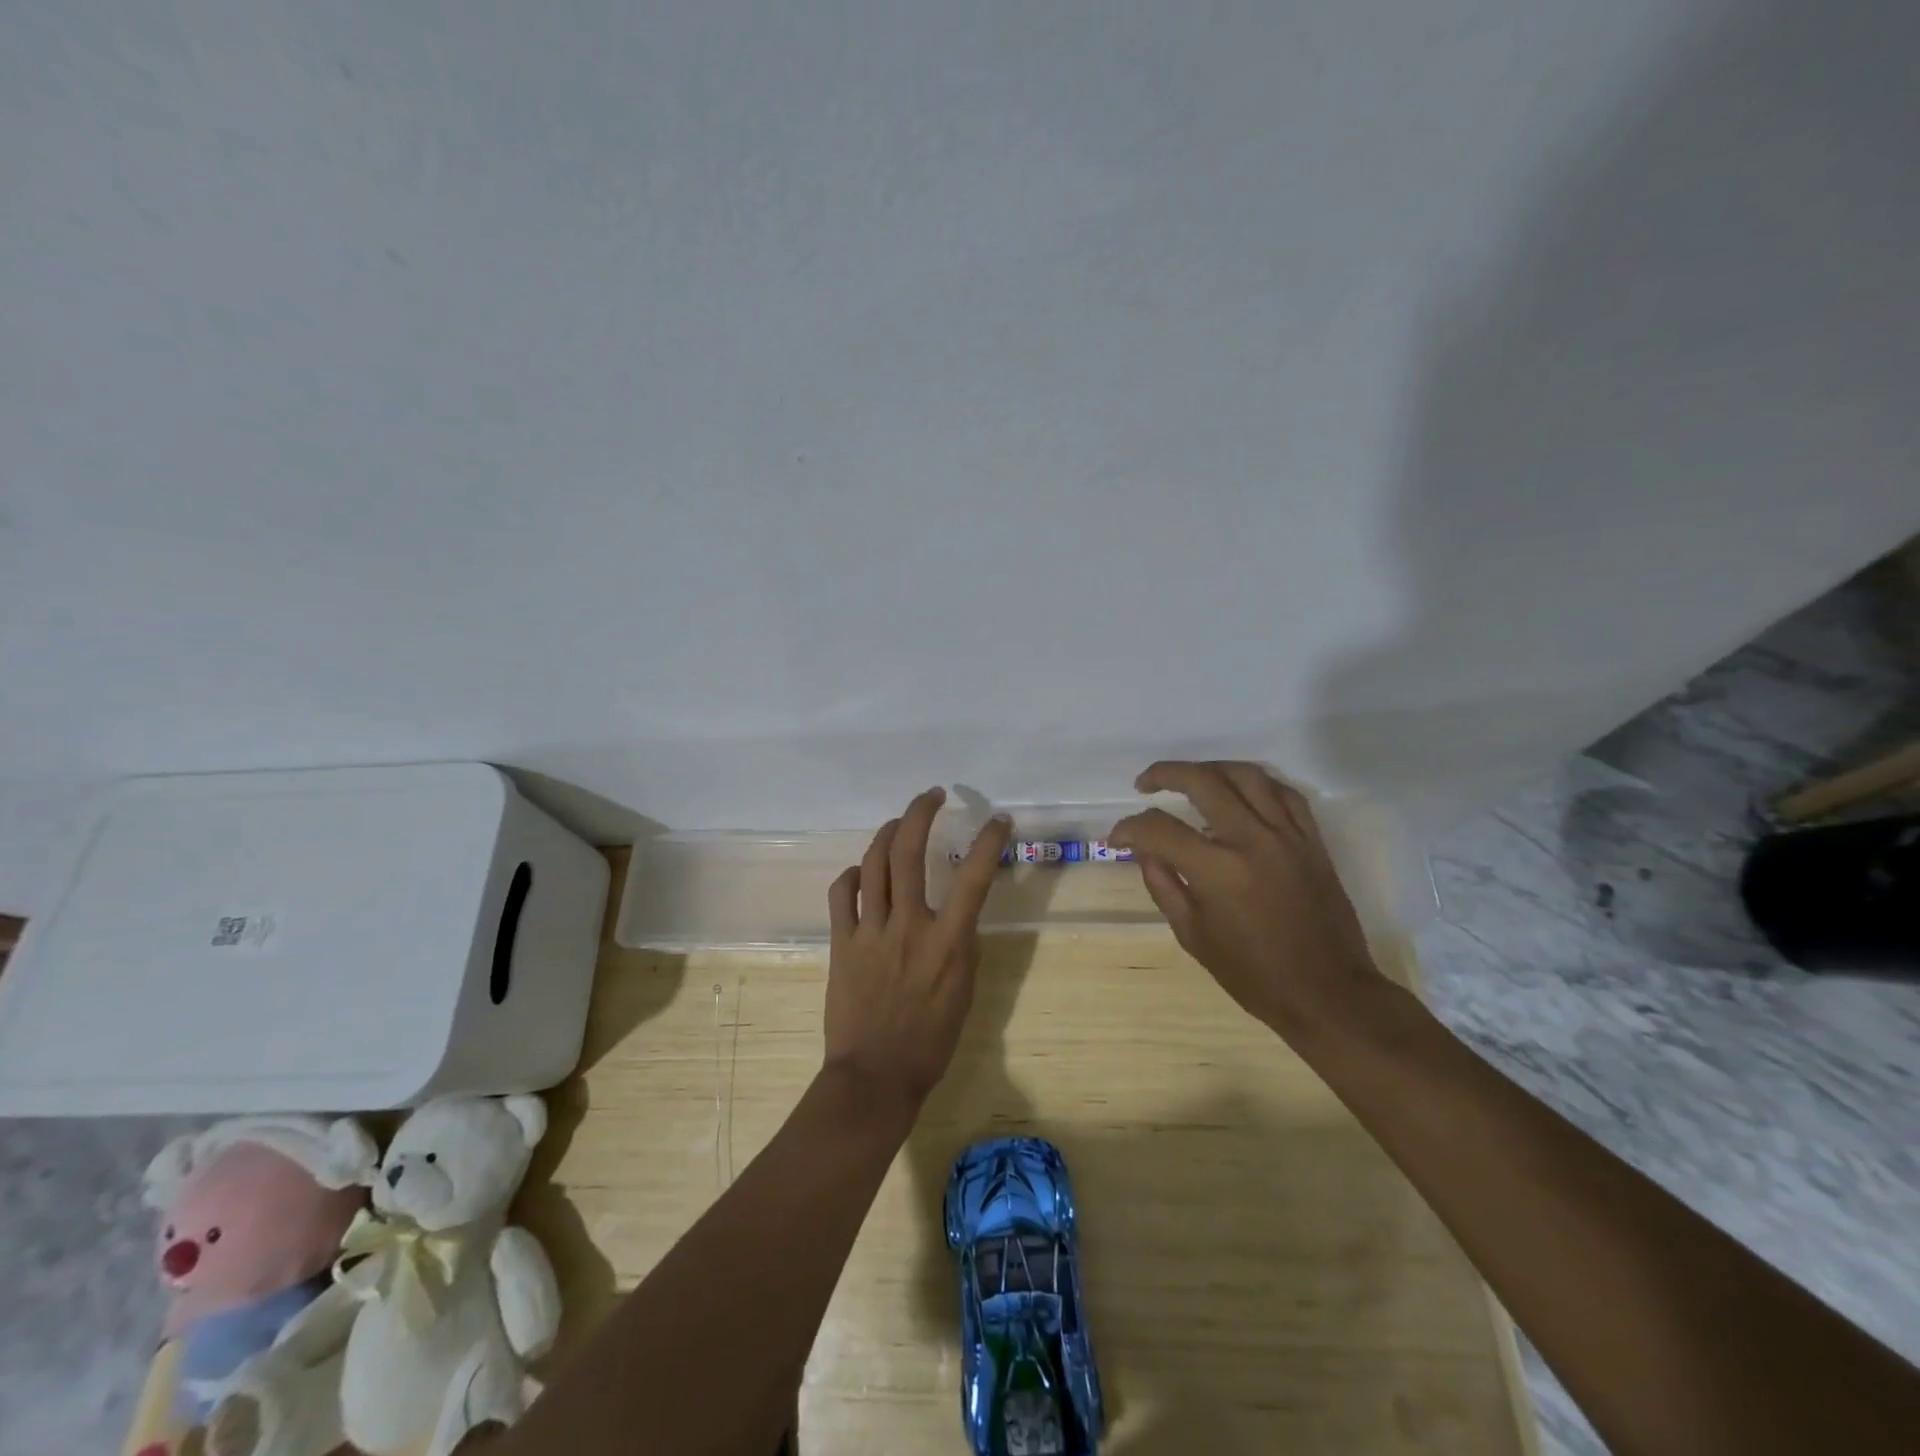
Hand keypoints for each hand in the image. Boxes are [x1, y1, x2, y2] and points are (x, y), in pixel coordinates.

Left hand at [823, 787, 1011, 1108]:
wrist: (875, 1076)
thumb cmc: (930, 1041)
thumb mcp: (964, 992)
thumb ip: (961, 946)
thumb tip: (955, 916)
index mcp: (947, 942)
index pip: (973, 878)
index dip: (988, 842)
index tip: (998, 820)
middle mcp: (908, 926)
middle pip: (909, 852)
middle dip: (920, 813)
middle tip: (931, 795)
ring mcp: (870, 932)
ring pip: (874, 863)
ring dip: (888, 833)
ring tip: (898, 822)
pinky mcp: (841, 943)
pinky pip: (842, 894)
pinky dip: (853, 875)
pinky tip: (862, 872)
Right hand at [1109, 761, 1383, 1037]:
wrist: (1328, 992)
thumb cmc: (1254, 974)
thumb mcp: (1193, 935)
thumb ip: (1163, 884)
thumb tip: (1144, 849)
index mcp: (1218, 871)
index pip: (1160, 829)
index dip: (1130, 828)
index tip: (1118, 837)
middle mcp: (1252, 841)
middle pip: (1203, 781)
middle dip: (1165, 775)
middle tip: (1145, 784)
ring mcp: (1287, 835)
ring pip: (1246, 775)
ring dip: (1210, 769)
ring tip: (1190, 778)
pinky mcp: (1311, 840)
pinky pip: (1284, 792)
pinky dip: (1255, 783)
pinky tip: (1239, 791)